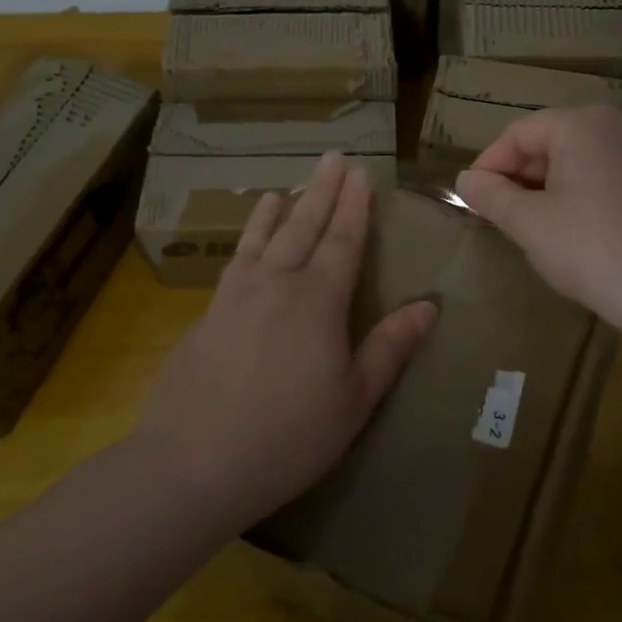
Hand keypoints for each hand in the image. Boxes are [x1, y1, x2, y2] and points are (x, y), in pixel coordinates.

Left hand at [133, 151, 437, 534]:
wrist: (191, 463)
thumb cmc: (287, 437)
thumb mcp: (354, 399)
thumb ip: (390, 347)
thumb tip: (430, 305)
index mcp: (317, 300)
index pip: (343, 240)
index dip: (355, 206)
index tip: (361, 174)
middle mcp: (276, 284)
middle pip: (303, 226)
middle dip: (321, 191)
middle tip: (332, 158)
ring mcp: (235, 297)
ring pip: (262, 238)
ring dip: (278, 209)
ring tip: (285, 187)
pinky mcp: (206, 316)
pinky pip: (235, 262)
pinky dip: (246, 240)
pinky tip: (246, 244)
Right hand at [454, 105, 621, 337]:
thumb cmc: (588, 247)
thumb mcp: (528, 222)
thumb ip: (491, 195)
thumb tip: (466, 180)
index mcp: (581, 123)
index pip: (519, 133)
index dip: (489, 164)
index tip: (471, 198)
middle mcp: (617, 124)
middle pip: (551, 139)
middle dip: (519, 174)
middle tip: (497, 213)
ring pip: (579, 157)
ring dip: (547, 184)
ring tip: (529, 222)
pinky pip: (605, 172)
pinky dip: (579, 190)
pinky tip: (570, 226)